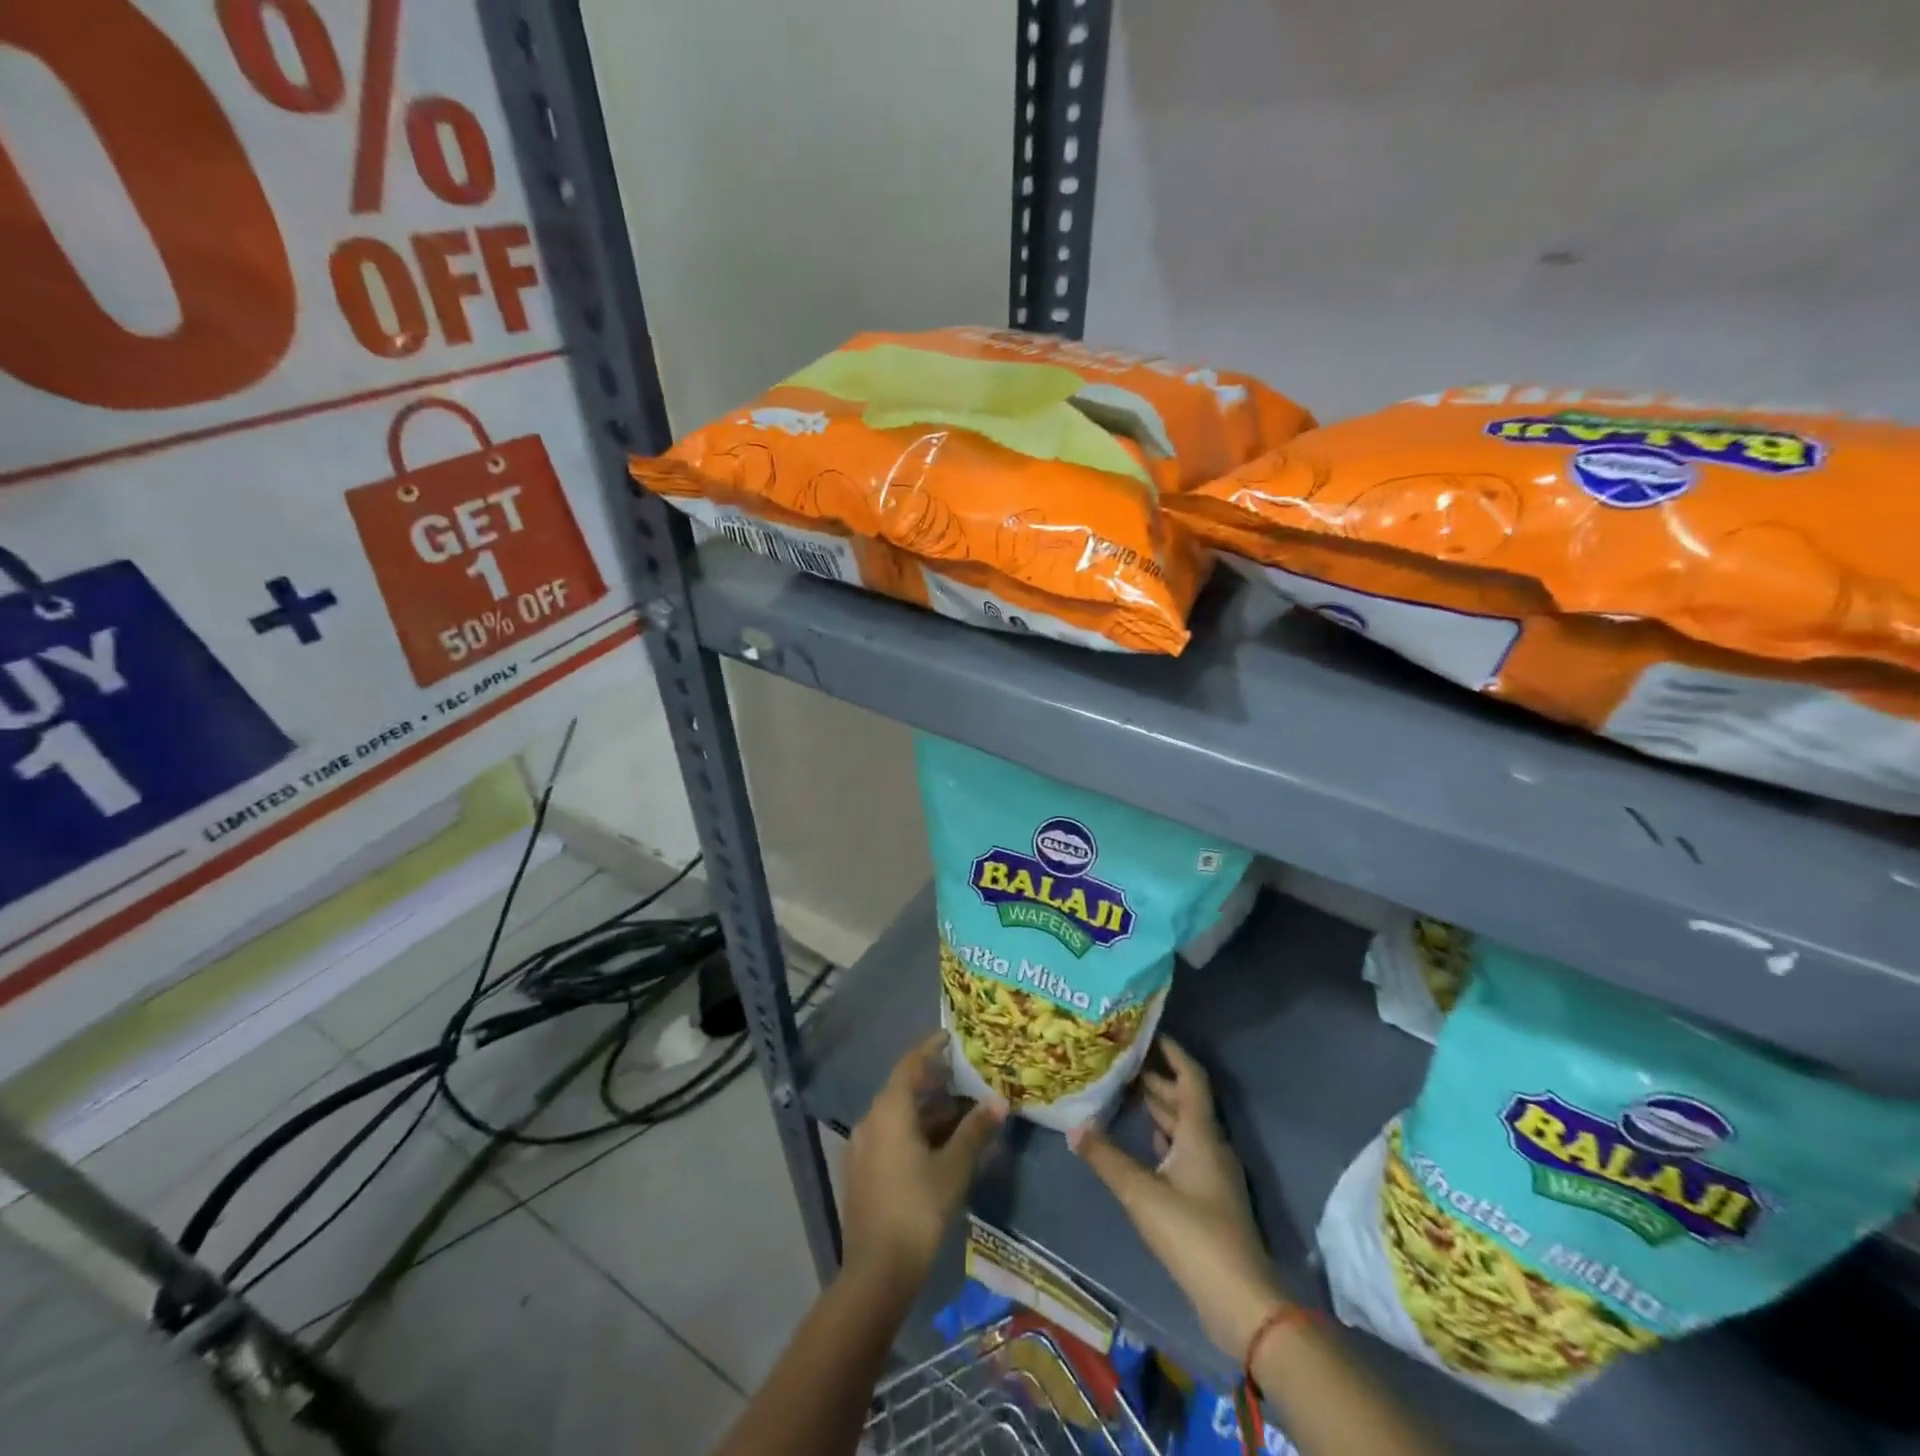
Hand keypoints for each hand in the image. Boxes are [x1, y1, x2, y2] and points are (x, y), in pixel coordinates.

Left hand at [841, 1032, 1004, 1295]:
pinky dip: (915, 1131)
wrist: (877, 1272)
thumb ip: (975, 1131)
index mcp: (889, 1111)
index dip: (930, 1049)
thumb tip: (999, 1102)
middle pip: (904, 1089)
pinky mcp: (863, 1171)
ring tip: (961, 1111)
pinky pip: (891, 1136)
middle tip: (965, 1077)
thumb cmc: (918, 1210)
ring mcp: (863, 1147)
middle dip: (934, 1082)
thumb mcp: (953, 1168)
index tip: (951, 1037)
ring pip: (898, 1115)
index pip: (910, 1065)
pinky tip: (939, 1144)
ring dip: (927, 1110)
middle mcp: (871, 1121)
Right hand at [1070, 1037, 1287, 1360]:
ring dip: (1159, 1108)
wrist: (1241, 1302)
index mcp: (1201, 1134)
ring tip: (1125, 1093)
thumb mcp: (1141, 1193)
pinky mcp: (1209, 1199)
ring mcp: (1212, 1174)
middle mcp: (1210, 1145)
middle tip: (1121, 1061)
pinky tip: (1145, 1140)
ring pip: (1184, 1127)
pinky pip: (1185, 1151)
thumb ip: (1105, 1157)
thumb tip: (1073, 1125)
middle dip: (1156, 1079)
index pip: (1190, 1078)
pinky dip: (1164, 1138)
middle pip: (1185, 1101)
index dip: (1173, 1052)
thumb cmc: (1193, 1235)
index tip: (1148, 1032)